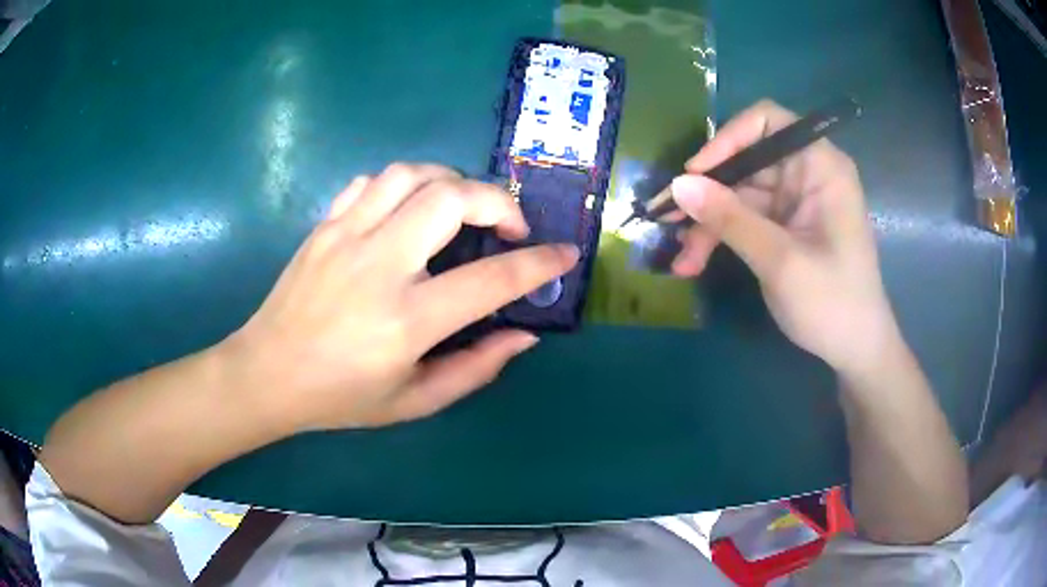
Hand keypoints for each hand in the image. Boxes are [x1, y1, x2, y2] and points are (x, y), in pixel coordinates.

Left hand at [224, 163, 577, 430]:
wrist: (267, 373)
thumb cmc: (341, 397)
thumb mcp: (414, 401)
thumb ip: (476, 368)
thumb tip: (523, 334)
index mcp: (407, 320)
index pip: (492, 279)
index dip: (539, 263)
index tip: (565, 254)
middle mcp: (379, 266)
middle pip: (452, 199)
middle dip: (497, 201)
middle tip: (508, 227)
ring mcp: (346, 237)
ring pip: (412, 175)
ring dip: (452, 182)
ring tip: (462, 209)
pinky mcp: (324, 225)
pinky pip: (372, 181)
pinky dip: (404, 184)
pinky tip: (409, 209)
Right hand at [670, 100, 898, 374]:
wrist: (854, 350)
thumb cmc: (833, 302)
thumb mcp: (780, 260)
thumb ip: (730, 219)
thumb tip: (678, 185)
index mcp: (819, 166)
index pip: (767, 121)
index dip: (728, 139)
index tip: (695, 173)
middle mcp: (805, 175)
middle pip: (745, 162)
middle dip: (707, 193)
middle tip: (668, 220)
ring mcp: (792, 203)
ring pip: (737, 196)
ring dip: (707, 225)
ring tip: (682, 259)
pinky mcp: (782, 228)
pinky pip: (741, 220)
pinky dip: (718, 238)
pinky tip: (693, 262)